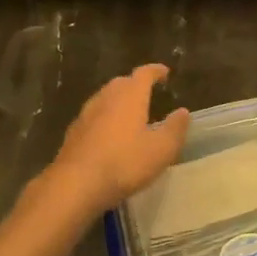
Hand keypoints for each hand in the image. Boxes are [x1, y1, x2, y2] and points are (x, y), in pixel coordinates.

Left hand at [45, 64, 189, 218]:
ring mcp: (86, 114)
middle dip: (135, 85)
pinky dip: (105, 118)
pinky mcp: (73, 132)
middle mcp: (106, 97)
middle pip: (122, 83)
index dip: (155, 71)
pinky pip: (94, 116)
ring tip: (130, 114)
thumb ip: (175, 129)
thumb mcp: (161, 150)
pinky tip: (109, 135)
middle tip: (148, 93)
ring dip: (118, 101)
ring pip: (105, 98)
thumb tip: (183, 112)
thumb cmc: (124, 163)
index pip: (144, 74)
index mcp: (130, 96)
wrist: (76, 184)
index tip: (164, 72)